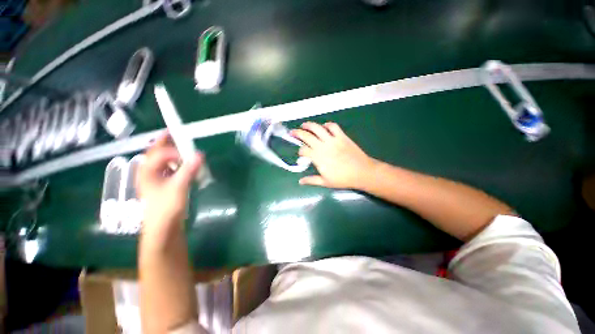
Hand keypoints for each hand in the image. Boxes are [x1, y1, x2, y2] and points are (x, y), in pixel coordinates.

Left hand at [137, 132, 202, 233]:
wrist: (163, 228)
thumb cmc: (166, 207)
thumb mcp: (178, 187)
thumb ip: (189, 169)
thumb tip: (200, 154)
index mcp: (148, 171)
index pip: (160, 153)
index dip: (175, 149)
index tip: (191, 151)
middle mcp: (149, 172)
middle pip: (156, 152)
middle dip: (165, 142)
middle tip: (174, 132)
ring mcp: (155, 179)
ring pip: (162, 160)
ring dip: (170, 152)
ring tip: (181, 146)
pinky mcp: (163, 185)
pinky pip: (168, 168)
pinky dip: (175, 163)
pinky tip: (184, 164)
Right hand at [291, 122, 376, 188]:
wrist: (362, 172)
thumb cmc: (343, 179)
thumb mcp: (325, 182)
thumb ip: (311, 180)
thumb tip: (300, 181)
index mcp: (318, 157)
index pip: (303, 150)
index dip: (300, 151)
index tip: (301, 154)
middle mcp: (323, 146)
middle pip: (307, 136)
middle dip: (297, 133)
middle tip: (292, 132)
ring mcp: (333, 140)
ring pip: (318, 128)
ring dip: (309, 125)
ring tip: (304, 125)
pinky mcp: (342, 136)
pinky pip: (333, 126)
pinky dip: (327, 125)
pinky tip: (324, 126)